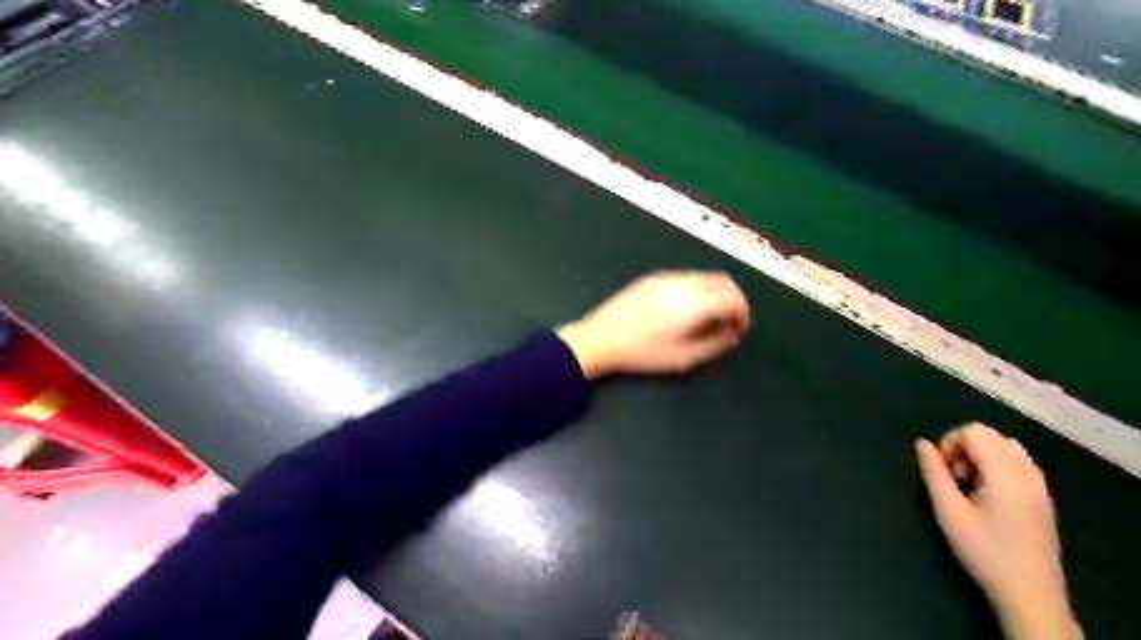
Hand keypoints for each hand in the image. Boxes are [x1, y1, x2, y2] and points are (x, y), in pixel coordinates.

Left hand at [561, 271, 755, 378]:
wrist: (600, 339)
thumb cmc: (642, 353)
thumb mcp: (683, 359)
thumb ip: (714, 345)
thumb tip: (732, 334)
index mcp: (693, 302)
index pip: (732, 297)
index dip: (742, 313)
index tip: (738, 331)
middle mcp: (683, 283)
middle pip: (722, 281)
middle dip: (733, 300)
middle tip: (728, 324)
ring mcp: (666, 277)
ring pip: (704, 277)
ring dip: (715, 294)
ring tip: (708, 318)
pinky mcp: (652, 278)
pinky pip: (686, 277)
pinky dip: (698, 289)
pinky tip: (686, 309)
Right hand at [915, 424, 1079, 636]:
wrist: (1029, 594)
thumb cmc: (984, 551)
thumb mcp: (948, 512)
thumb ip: (933, 473)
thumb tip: (922, 444)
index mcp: (1006, 474)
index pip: (974, 431)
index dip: (949, 442)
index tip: (942, 471)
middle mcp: (1028, 473)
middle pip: (991, 435)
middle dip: (964, 448)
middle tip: (954, 479)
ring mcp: (1040, 485)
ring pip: (1006, 446)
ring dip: (981, 455)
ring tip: (970, 485)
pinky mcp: (1044, 498)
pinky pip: (1019, 462)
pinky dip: (997, 465)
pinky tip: (988, 493)